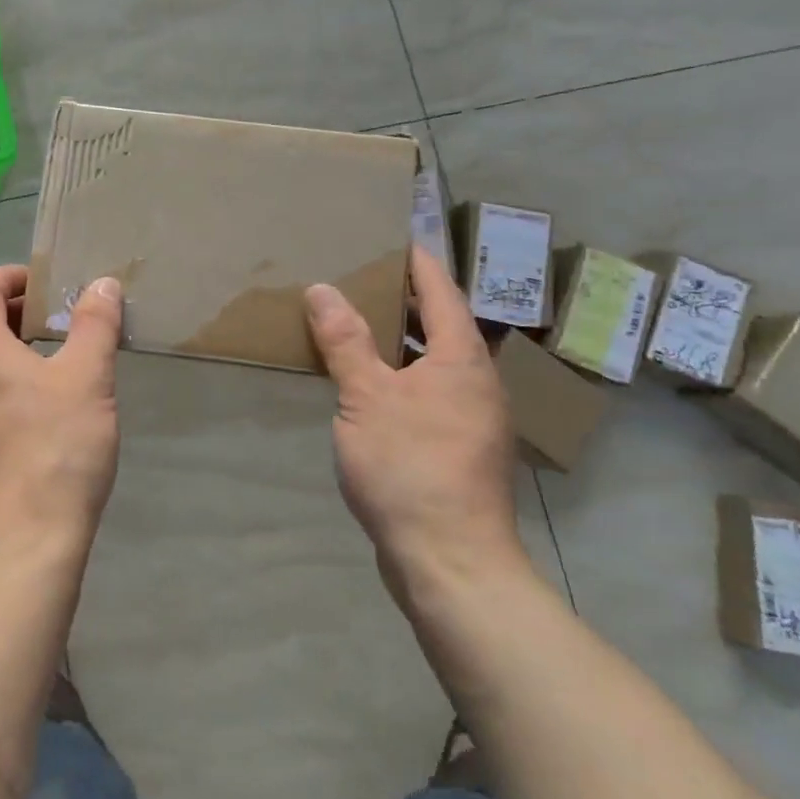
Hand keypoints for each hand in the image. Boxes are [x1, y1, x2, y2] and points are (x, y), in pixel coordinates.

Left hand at [0, 266, 124, 558]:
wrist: (27, 540)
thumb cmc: (58, 448)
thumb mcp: (87, 378)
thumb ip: (94, 325)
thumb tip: (101, 283)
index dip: (8, 277)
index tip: (44, 281)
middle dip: (6, 308)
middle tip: (48, 312)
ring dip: (6, 344)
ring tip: (53, 353)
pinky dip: (5, 377)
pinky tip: (44, 402)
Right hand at [305, 245, 528, 612]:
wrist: (451, 561)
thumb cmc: (410, 467)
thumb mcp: (367, 397)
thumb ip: (345, 341)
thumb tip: (323, 288)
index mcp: (461, 360)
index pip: (441, 292)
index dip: (417, 262)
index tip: (393, 237)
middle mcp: (476, 382)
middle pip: (441, 325)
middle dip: (404, 300)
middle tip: (361, 277)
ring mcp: (472, 419)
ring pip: (434, 363)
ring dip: (400, 341)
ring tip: (357, 324)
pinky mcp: (458, 449)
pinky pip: (428, 393)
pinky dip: (400, 376)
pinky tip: (367, 387)